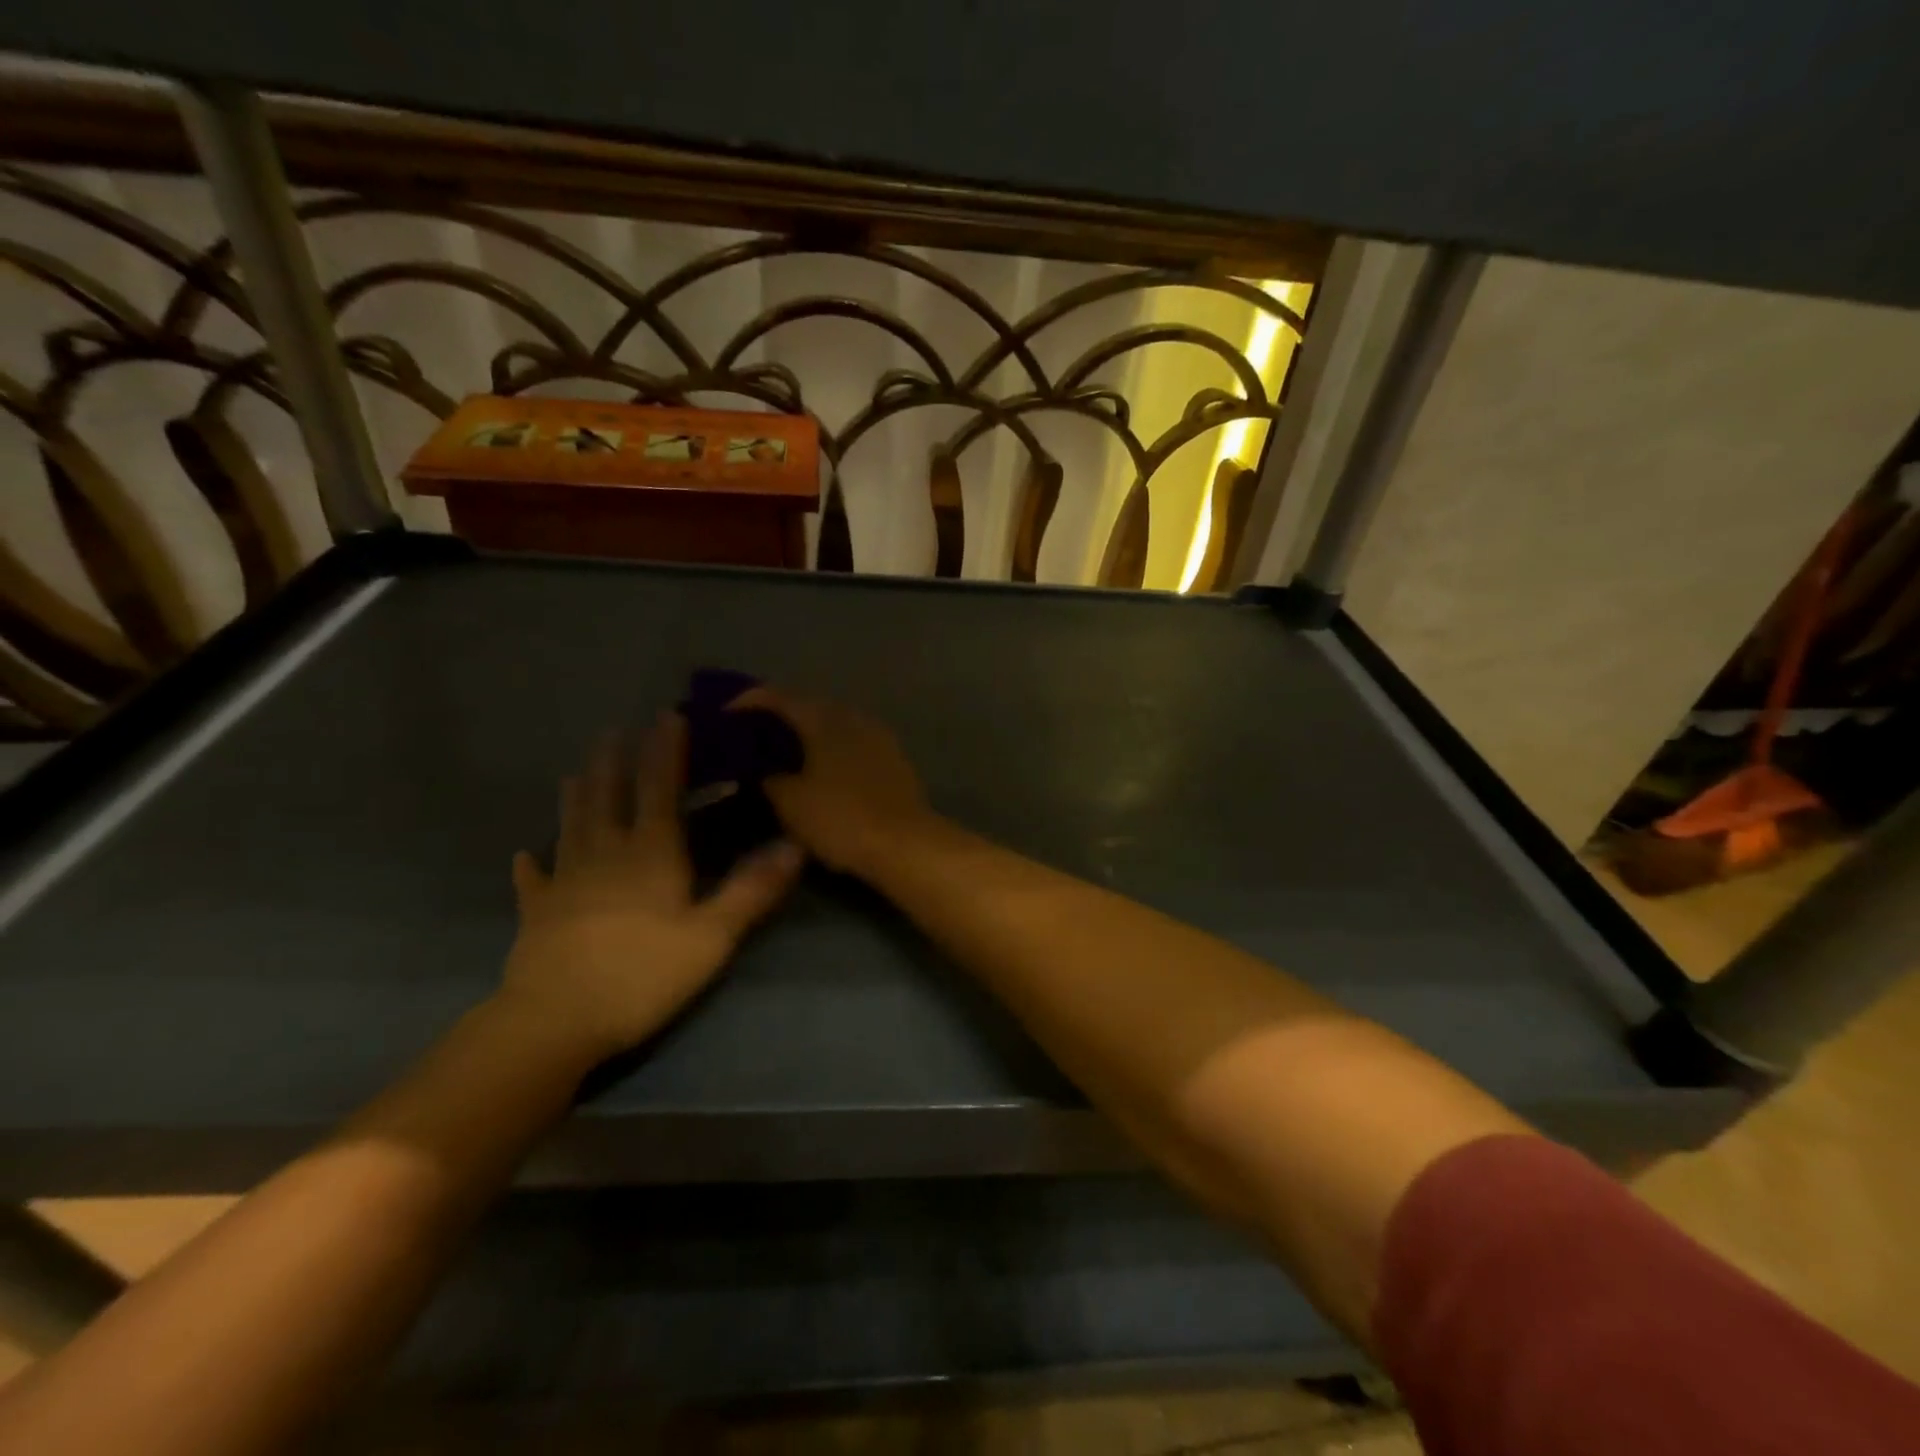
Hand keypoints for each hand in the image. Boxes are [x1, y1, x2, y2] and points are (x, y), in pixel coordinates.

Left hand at [498, 715, 803, 1064]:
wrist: (555, 1020)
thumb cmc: (643, 974)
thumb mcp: (712, 935)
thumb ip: (752, 890)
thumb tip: (794, 846)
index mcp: (650, 852)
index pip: (660, 788)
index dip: (666, 751)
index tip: (668, 716)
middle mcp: (605, 853)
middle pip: (608, 795)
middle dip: (614, 760)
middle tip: (614, 731)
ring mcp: (565, 880)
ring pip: (571, 824)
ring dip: (576, 794)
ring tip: (576, 771)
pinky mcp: (537, 912)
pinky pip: (534, 879)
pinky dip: (532, 865)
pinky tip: (525, 855)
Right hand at [731, 688, 936, 875]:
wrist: (905, 843)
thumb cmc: (840, 818)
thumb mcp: (790, 802)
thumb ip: (768, 778)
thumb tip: (762, 770)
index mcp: (825, 719)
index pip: (779, 697)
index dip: (749, 701)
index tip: (724, 713)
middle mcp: (854, 718)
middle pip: (810, 708)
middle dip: (780, 720)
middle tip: (751, 738)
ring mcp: (879, 738)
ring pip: (833, 728)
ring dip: (807, 737)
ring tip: (783, 758)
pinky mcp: (894, 761)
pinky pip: (852, 746)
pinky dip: (830, 753)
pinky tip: (820, 774)